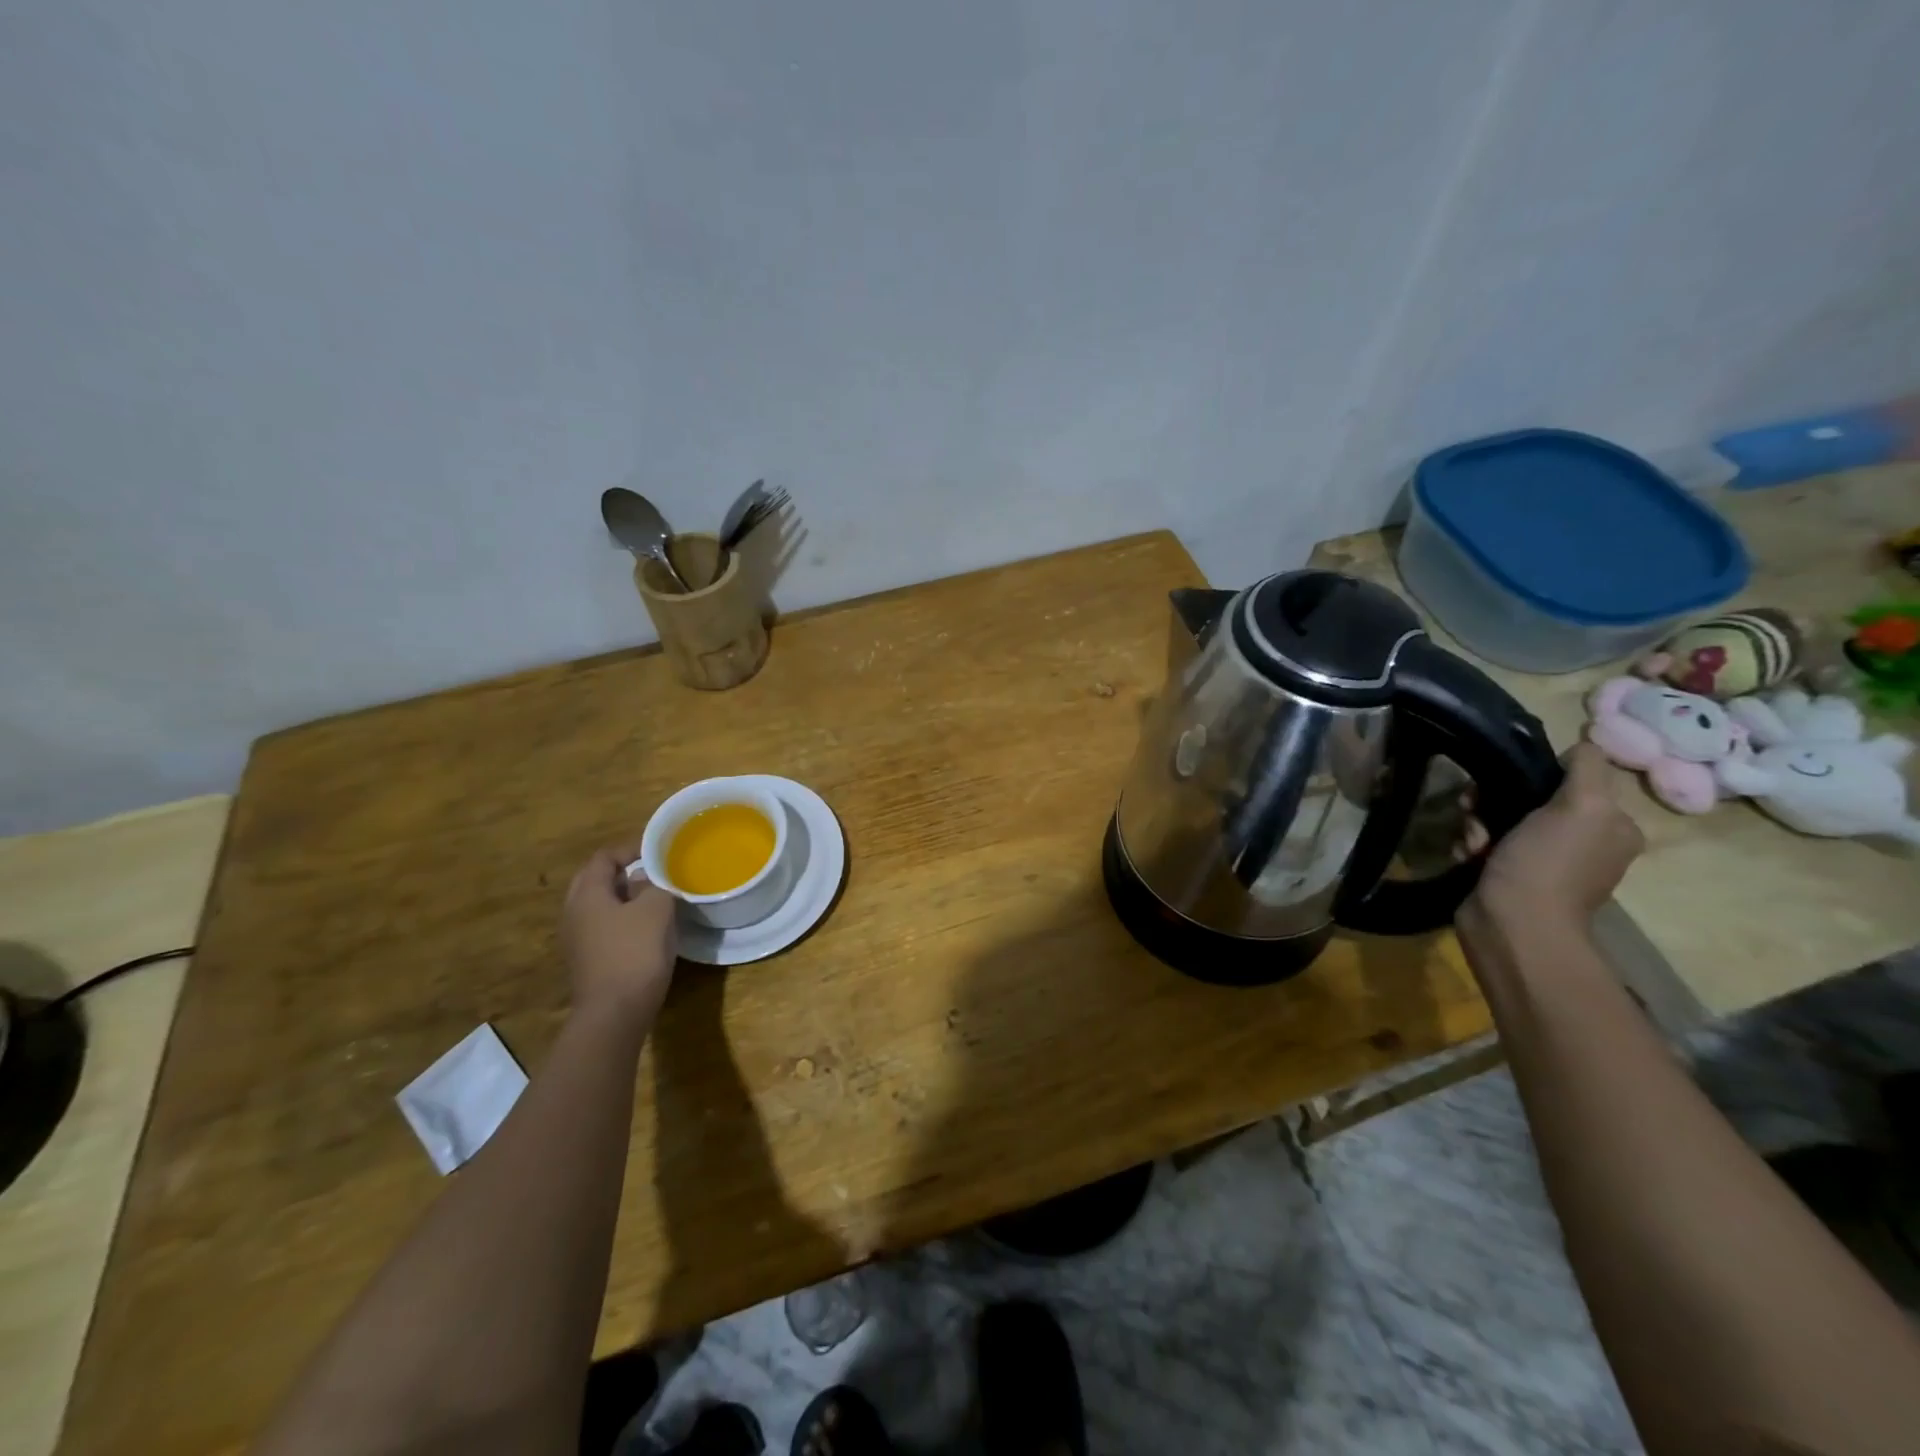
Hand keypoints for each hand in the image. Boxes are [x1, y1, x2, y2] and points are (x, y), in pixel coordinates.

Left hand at [559, 842, 678, 1025]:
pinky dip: (620, 920)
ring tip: (652, 899)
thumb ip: (652, 885)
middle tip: (652, 873)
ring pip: (598, 906)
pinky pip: (602, 927)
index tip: (656, 851)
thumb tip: (642, 881)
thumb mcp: (656, 909)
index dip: (629, 849)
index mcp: (587, 894)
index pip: (603, 857)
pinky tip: (644, 930)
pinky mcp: (586, 960)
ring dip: (622, 897)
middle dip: (622, 872)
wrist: (615, 1013)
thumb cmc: (635, 952)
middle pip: (594, 880)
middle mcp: (574, 912)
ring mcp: (576, 939)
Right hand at [1468, 743, 1644, 928]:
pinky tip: (1469, 855)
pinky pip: (1485, 844)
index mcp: (1612, 826)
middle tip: (1476, 810)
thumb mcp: (1582, 806)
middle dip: (1495, 800)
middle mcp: (1583, 842)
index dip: (1534, 774)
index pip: (1571, 779)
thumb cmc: (1547, 862)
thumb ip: (1586, 768)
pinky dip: (1472, 845)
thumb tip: (1585, 741)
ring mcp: (1544, 861)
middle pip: (1529, 797)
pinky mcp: (1509, 875)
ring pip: (1500, 819)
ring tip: (1473, 841)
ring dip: (1477, 823)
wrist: (1512, 923)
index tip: (1506, 782)